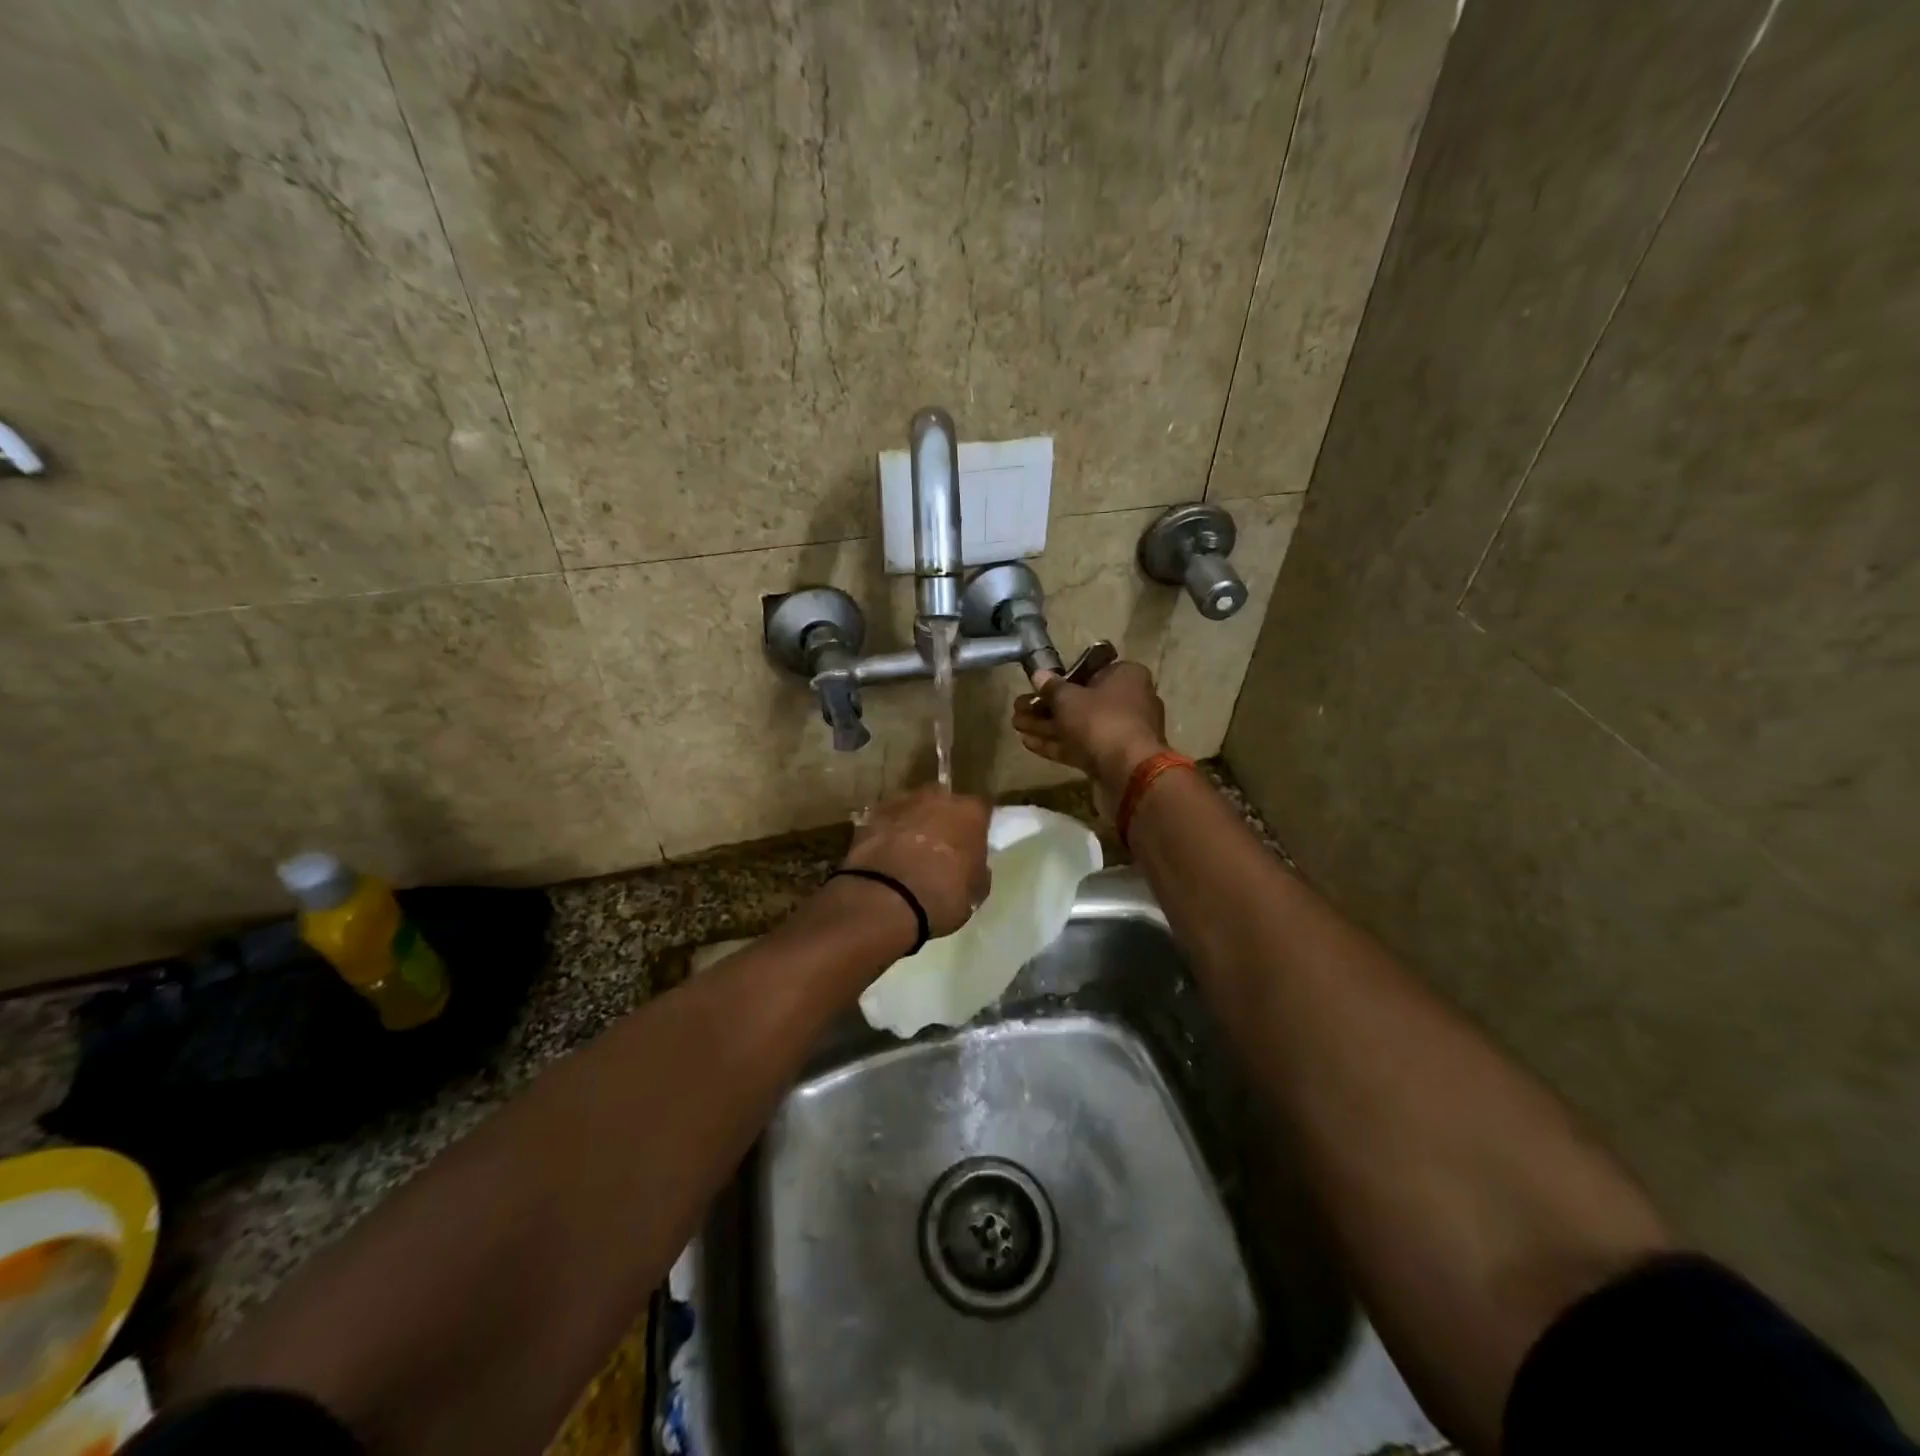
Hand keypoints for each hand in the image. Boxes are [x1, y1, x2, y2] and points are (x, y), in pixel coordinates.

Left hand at [840, 786, 992, 938]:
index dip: (978, 824)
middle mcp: (937, 798)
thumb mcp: (975, 892)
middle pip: (944, 801)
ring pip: (912, 807)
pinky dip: (887, 833)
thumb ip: (977, 869)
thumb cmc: (942, 896)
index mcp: (970, 813)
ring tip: (909, 850)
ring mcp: (901, 803)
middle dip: (943, 818)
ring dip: (913, 822)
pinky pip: (886, 821)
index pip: (982, 808)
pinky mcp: (871, 816)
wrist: (885, 899)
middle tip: (941, 844)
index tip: (975, 840)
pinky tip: (886, 854)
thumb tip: (973, 865)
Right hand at [1012, 660, 1168, 813]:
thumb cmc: (1101, 720)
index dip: (1060, 680)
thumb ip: (1051, 687)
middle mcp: (1129, 701)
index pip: (1090, 672)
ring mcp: (1121, 732)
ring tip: (1015, 724)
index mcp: (1126, 676)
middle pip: (1081, 701)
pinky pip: (1081, 746)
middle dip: (1046, 707)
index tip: (1036, 687)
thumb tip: (1039, 675)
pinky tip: (1028, 743)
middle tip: (1018, 708)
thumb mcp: (1068, 699)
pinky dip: (1057, 744)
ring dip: (1047, 726)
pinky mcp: (1113, 758)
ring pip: (1079, 726)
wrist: (1128, 772)